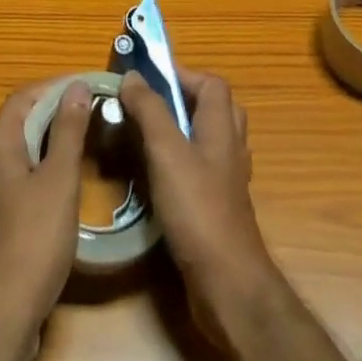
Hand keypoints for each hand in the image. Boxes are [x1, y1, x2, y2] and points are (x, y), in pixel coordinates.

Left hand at [0, 79, 94, 344]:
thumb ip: (69, 131)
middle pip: (24, 119)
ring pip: (27, 148)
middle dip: (57, 109)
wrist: (2, 316)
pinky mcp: (3, 218)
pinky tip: (72, 179)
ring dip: (54, 137)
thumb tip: (78, 86)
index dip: (55, 86)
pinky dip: (49, 165)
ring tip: (89, 136)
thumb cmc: (33, 240)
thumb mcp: (58, 180)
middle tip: (94, 108)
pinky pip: (27, 174)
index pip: (25, 96)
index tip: (88, 84)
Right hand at [120, 69, 276, 309]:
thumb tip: (132, 77)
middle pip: (215, 108)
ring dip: (183, 132)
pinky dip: (182, 165)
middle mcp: (229, 149)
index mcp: (221, 127)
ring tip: (149, 137)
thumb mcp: (166, 151)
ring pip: (209, 141)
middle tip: (151, 106)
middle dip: (184, 100)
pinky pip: (203, 171)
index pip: (212, 83)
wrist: (228, 285)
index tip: (149, 79)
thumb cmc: (198, 209)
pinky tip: (158, 178)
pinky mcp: (219, 209)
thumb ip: (149, 110)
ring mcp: (227, 182)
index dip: (183, 74)